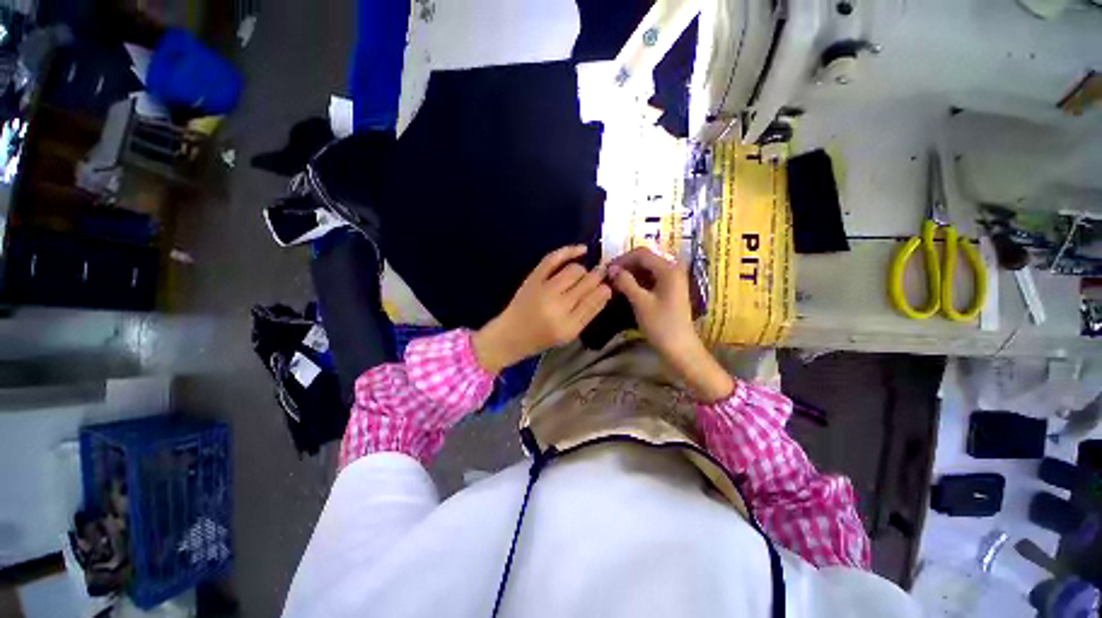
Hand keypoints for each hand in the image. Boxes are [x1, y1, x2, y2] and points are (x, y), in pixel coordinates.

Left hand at [473, 245, 611, 372]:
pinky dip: (568, 251)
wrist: (511, 334)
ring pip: (574, 270)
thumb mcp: (569, 334)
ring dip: (584, 270)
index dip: (605, 289)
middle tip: (602, 275)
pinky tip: (582, 249)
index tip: (609, 285)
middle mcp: (557, 306)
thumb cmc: (542, 338)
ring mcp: (543, 289)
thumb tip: (606, 291)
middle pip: (586, 282)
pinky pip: (553, 259)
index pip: (594, 300)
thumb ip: (588, 313)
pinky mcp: (533, 278)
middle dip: (597, 277)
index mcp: (568, 325)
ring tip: (585, 274)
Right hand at [609, 247, 734, 401]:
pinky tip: (626, 289)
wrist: (680, 347)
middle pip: (645, 259)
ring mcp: (672, 280)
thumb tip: (611, 269)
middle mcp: (673, 269)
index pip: (641, 254)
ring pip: (647, 269)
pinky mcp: (670, 290)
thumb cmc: (661, 324)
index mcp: (668, 269)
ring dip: (631, 274)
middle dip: (626, 266)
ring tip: (615, 284)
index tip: (607, 270)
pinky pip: (651, 279)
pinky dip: (638, 282)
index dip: (622, 259)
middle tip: (609, 277)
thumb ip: (625, 282)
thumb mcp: (640, 302)